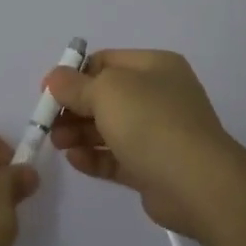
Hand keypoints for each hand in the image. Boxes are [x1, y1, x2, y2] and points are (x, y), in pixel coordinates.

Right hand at [45, 49, 245, 242]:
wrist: (197, 184)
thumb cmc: (150, 122)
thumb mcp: (106, 91)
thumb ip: (75, 85)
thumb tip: (55, 78)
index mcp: (155, 67)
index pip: (106, 62)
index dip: (74, 74)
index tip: (47, 92)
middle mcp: (159, 95)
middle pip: (105, 96)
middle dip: (74, 108)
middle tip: (48, 123)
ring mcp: (159, 133)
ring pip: (110, 128)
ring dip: (79, 133)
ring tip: (58, 144)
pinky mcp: (154, 167)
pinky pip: (117, 157)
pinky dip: (95, 156)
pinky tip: (75, 160)